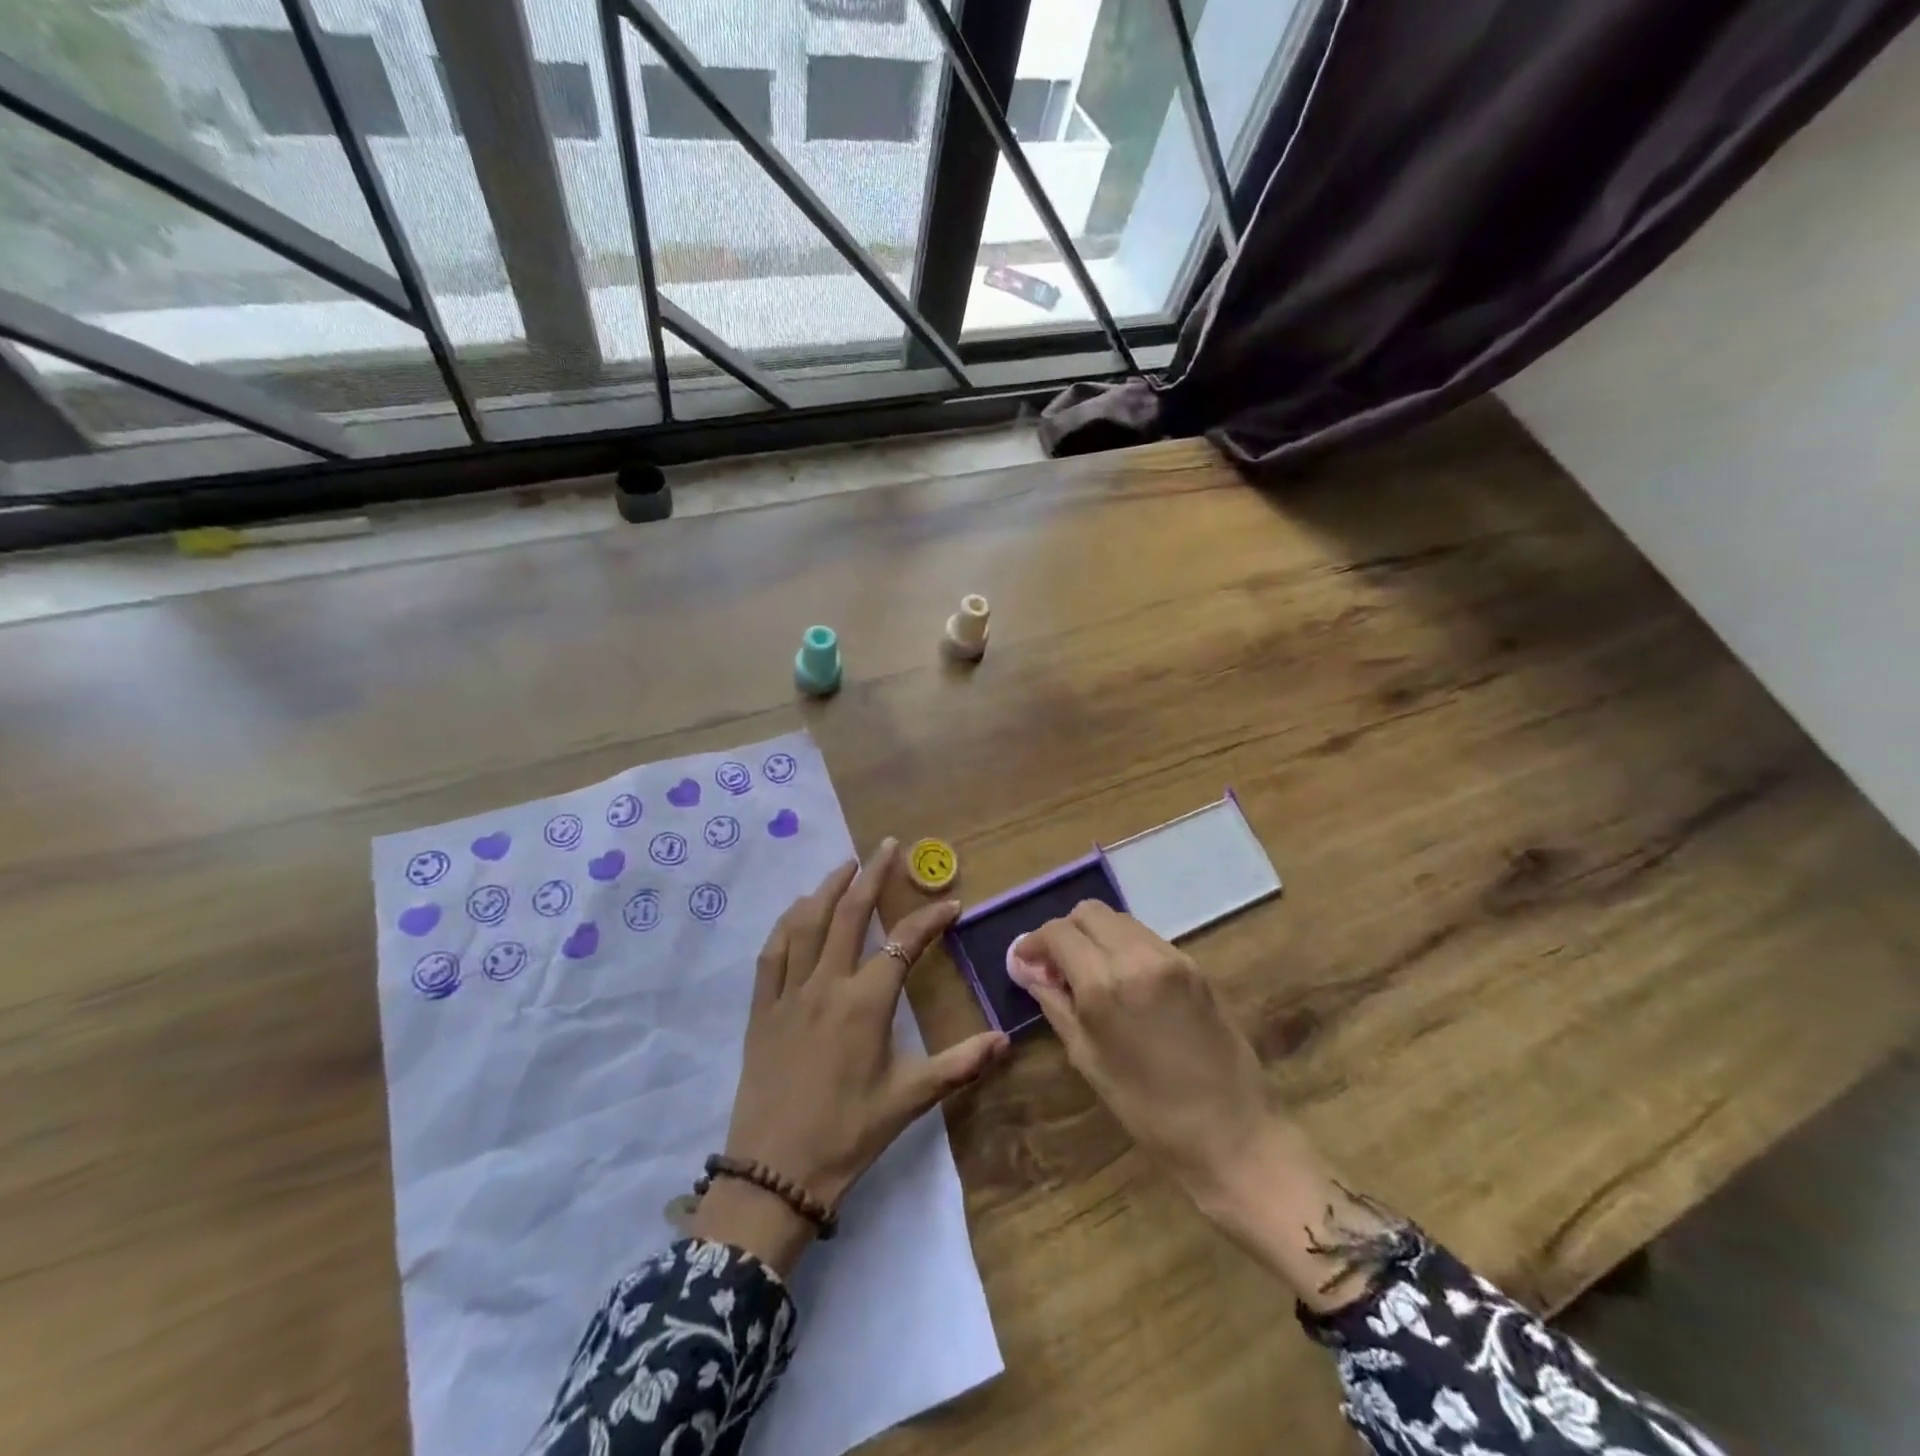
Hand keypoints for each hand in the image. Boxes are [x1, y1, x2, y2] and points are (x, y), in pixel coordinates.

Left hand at [692, 840, 1010, 1272]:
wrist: (773, 1174)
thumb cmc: (847, 1136)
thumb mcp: (908, 1100)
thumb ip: (959, 1065)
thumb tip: (1006, 1041)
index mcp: (865, 1003)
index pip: (903, 943)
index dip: (930, 919)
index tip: (952, 904)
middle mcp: (826, 985)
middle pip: (849, 914)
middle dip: (872, 875)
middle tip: (887, 846)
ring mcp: (789, 993)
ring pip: (807, 923)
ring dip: (828, 888)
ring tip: (847, 865)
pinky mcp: (762, 1009)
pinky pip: (772, 952)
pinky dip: (787, 923)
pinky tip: (798, 910)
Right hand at [1011, 902, 1405, 1309]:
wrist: (1233, 1133)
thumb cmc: (1148, 1110)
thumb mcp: (1088, 1058)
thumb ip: (1055, 1003)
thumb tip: (1027, 968)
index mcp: (1106, 984)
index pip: (1058, 932)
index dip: (1034, 943)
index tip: (1025, 963)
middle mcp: (1138, 956)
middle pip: (1088, 912)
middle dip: (1064, 932)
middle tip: (1054, 967)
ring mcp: (1171, 957)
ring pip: (1118, 919)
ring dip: (1094, 936)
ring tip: (1087, 974)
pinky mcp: (1193, 965)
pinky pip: (1145, 937)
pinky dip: (1122, 946)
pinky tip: (1121, 981)